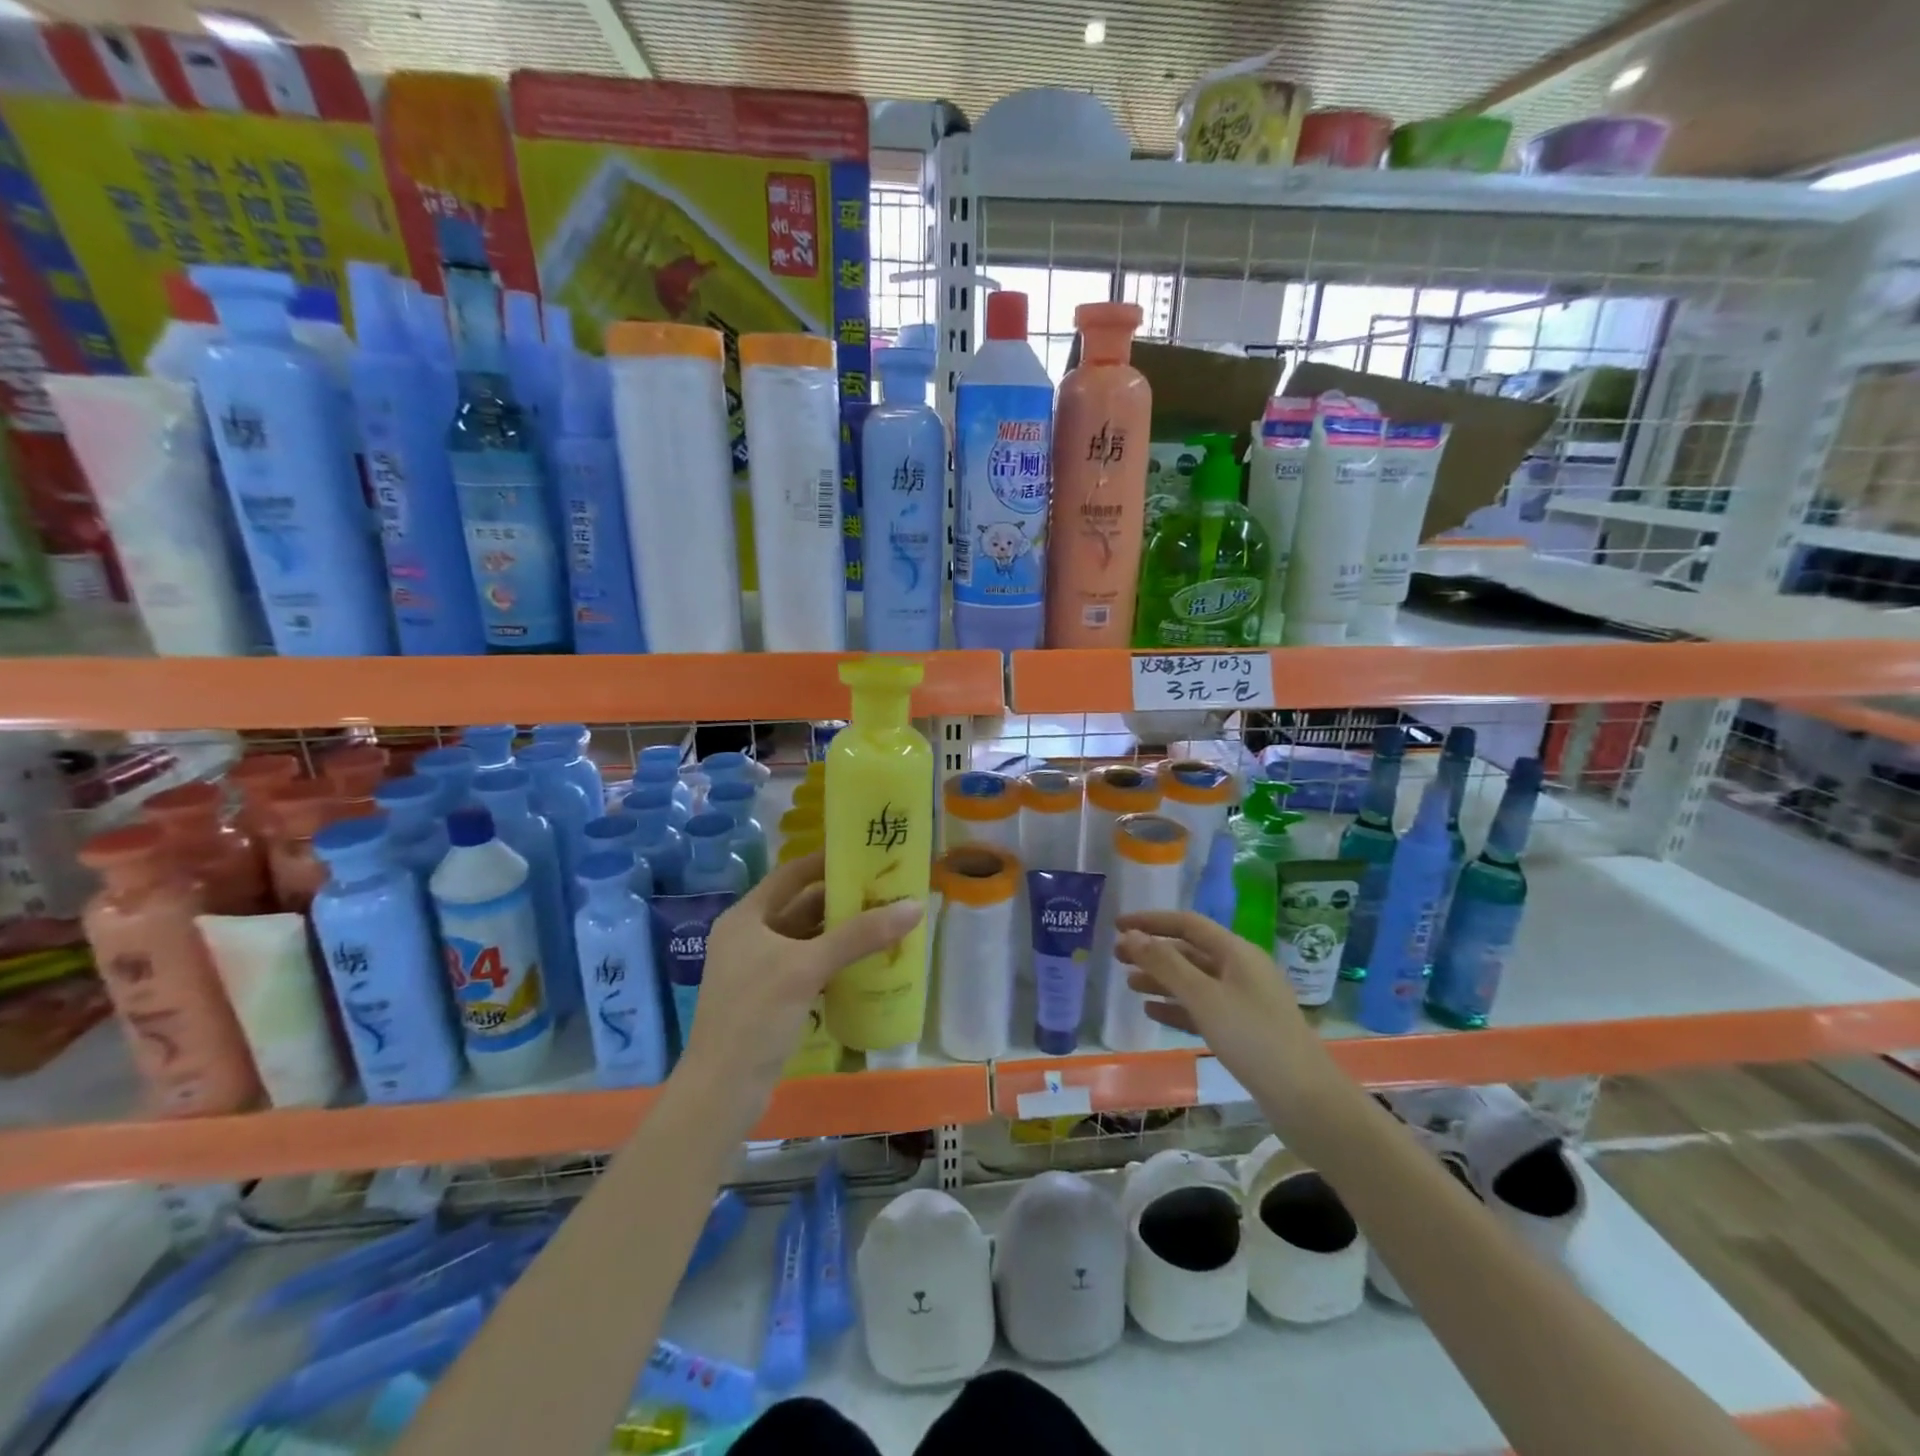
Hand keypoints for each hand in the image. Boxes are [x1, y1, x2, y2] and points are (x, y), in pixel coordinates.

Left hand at [679, 851, 922, 1121]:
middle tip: (885, 890)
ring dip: (841, 932)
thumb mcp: (807, 967)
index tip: (864, 854)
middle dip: (841, 899)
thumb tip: (914, 906)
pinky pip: (809, 966)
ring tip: (885, 921)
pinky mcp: (771, 998)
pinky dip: (834, 960)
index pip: (790, 875)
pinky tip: (866, 962)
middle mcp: (750, 937)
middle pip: (801, 906)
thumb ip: (859, 935)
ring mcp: (759, 970)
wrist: (722, 1091)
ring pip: (807, 939)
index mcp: (746, 917)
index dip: (825, 862)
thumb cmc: (756, 1016)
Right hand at [1116, 910, 1332, 1128]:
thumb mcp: (1204, 997)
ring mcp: (1244, 1001)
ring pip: (1194, 981)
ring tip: (1129, 984)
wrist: (1306, 1100)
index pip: (1187, 924)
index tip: (1117, 925)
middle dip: (1153, 951)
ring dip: (1161, 979)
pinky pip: (1203, 1008)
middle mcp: (1241, 970)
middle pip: (1189, 951)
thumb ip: (1165, 965)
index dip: (1151, 921)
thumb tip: (1130, 935)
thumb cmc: (1253, 1039)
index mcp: (1236, 952)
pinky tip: (1152, 1012)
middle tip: (1116, 957)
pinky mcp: (1244, 1030)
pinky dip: (1177, 1007)